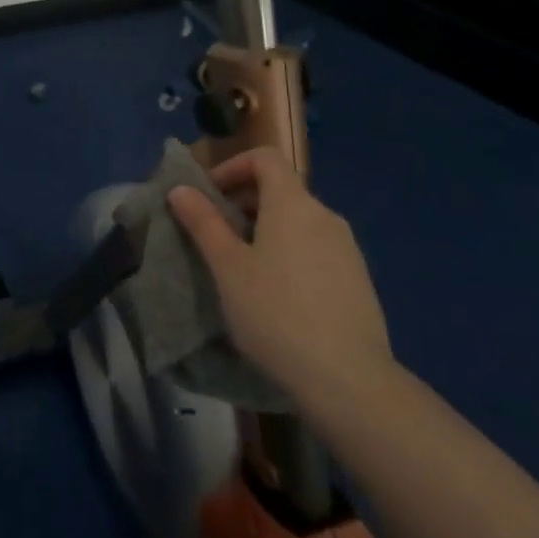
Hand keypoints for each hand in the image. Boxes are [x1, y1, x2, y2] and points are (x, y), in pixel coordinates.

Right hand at [167, 148, 395, 405]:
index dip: (233, 166)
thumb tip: (180, 188)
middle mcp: (324, 215)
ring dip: (266, 230)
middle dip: (244, 202)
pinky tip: (278, 296)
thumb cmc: (276, 313)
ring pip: (299, 221)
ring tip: (243, 268)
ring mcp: (347, 248)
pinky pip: (317, 248)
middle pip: (281, 189)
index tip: (209, 196)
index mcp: (292, 203)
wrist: (349, 380)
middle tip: (216, 236)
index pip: (265, 158)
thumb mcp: (228, 267)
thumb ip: (203, 222)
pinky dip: (291, 253)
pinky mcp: (358, 279)